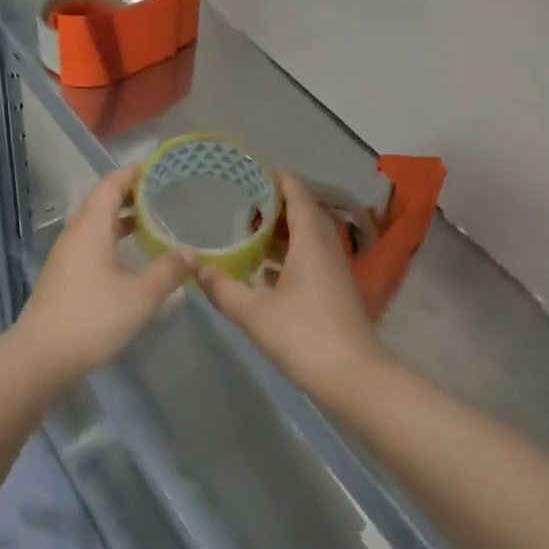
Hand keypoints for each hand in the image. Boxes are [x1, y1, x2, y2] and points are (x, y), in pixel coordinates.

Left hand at [10, 168, 195, 386]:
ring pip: (95, 226)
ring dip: (120, 220)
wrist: (41, 357)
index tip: (158, 168)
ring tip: (150, 224)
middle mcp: (75, 235)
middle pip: (101, 203)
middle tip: (161, 195)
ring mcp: (66, 257)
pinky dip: (111, 241)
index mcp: (91, 227)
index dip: (133, 174)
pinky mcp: (63, 278)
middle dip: (130, 195)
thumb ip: (168, 271)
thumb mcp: (141, 295)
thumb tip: (191, 253)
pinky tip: (129, 260)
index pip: (111, 185)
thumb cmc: (93, 318)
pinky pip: (90, 245)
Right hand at [195, 172, 386, 395]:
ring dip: (284, 232)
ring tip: (251, 232)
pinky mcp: (336, 292)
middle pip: (305, 215)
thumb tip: (194, 265)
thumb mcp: (254, 312)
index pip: (299, 197)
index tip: (257, 171)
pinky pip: (312, 259)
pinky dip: (290, 255)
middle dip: (278, 205)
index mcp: (311, 243)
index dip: (281, 181)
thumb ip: (222, 287)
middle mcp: (327, 250)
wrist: (353, 378)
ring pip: (309, 239)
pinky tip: (266, 271)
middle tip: (245, 202)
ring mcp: (335, 272)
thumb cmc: (304, 336)